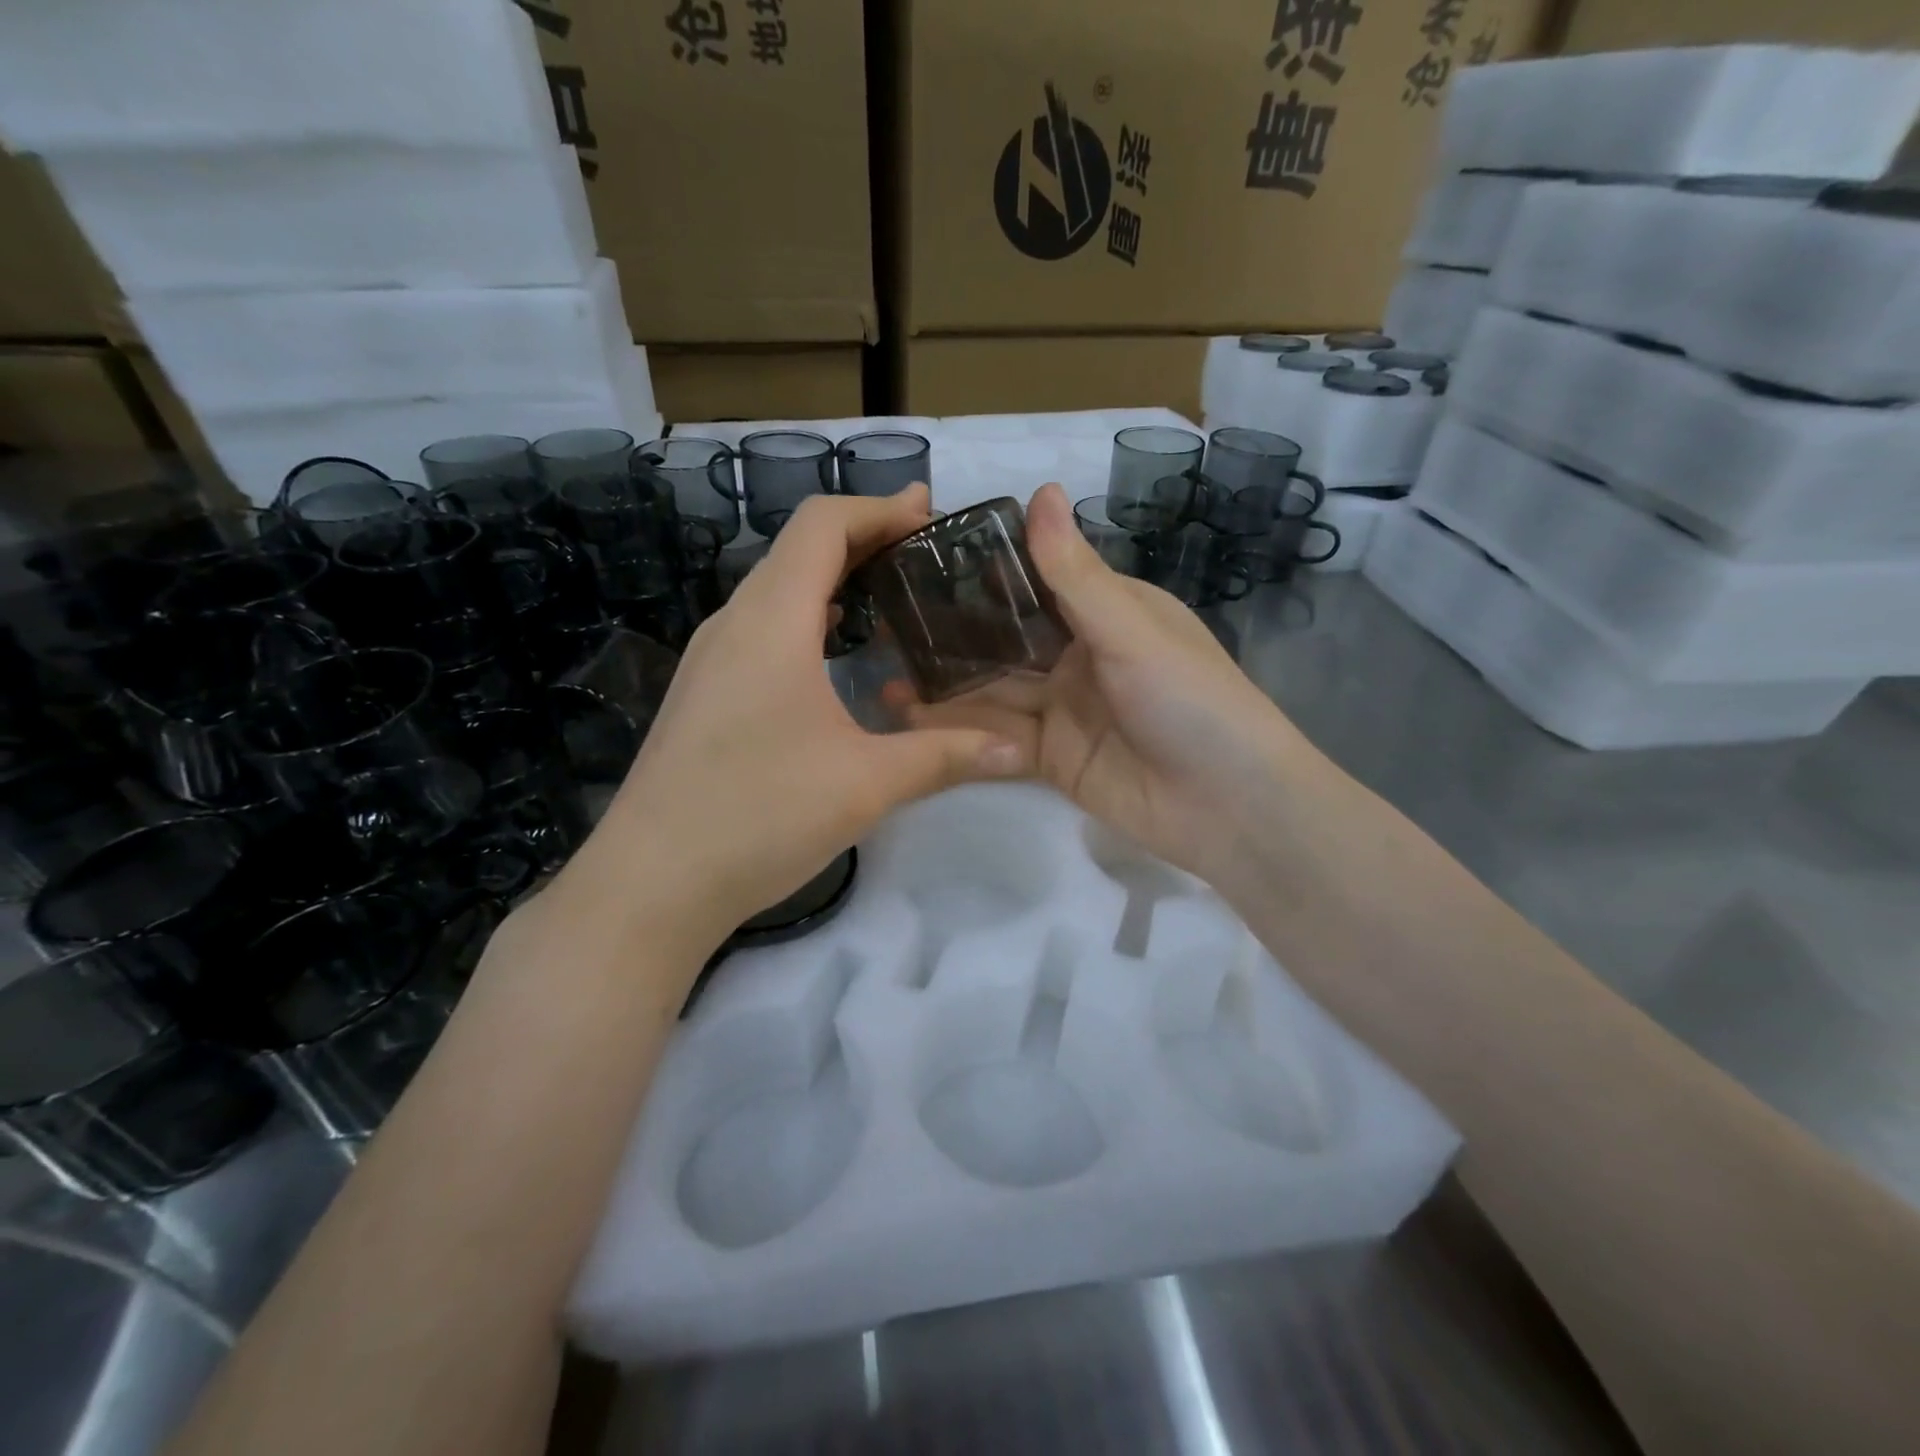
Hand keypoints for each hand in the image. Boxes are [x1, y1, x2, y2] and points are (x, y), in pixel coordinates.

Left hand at [575, 486, 1025, 957]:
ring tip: (890, 595)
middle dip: (864, 538)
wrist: (651, 881)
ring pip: (777, 590)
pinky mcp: (705, 693)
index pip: (822, 525)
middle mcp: (734, 623)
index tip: (929, 514)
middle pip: (798, 549)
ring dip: (833, 578)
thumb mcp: (866, 783)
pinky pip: (762, 629)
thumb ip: (944, 755)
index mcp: (772, 620)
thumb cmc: (759, 814)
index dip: (878, 507)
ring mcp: (711, 659)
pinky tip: (836, 655)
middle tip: (924, 550)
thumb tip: (1016, 746)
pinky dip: (808, 617)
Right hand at [900, 483, 1309, 894]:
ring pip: (995, 690)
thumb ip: (1074, 573)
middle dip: (953, 633)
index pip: (1036, 580)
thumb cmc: (1191, 700)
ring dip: (946, 683)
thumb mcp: (1131, 630)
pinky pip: (999, 737)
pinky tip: (911, 717)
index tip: (922, 556)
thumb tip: (1041, 488)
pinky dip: (960, 728)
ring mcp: (1064, 710)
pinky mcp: (1052, 759)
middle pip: (1006, 639)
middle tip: (886, 620)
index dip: (984, 570)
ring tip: (883, 669)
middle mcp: (1081, 656)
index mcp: (1108, 612)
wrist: (1230, 807)